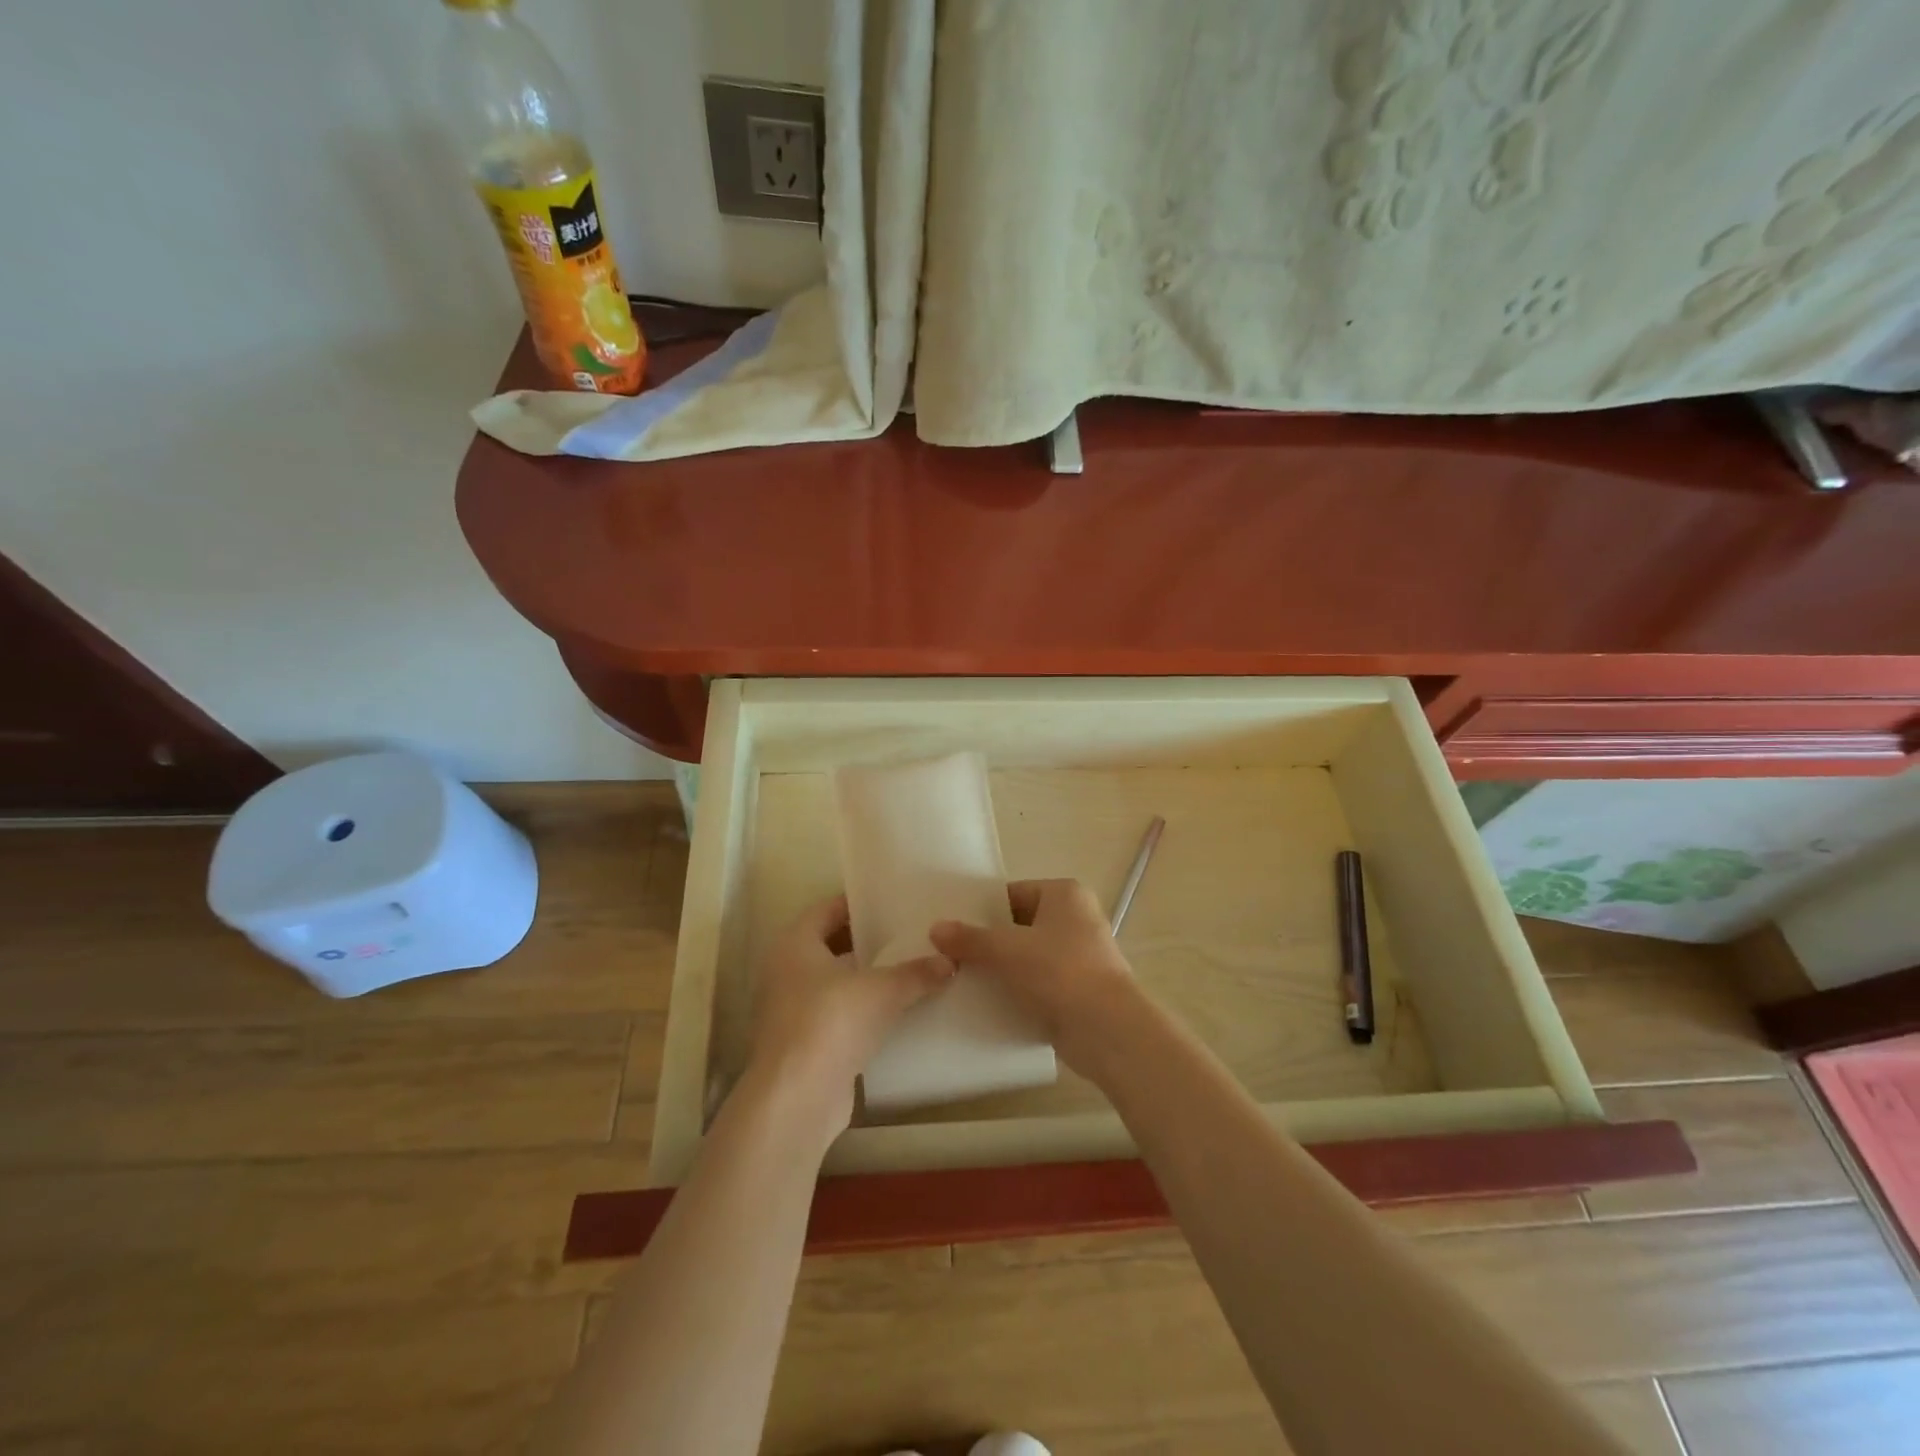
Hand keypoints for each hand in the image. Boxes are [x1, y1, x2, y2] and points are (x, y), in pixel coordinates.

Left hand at [745, 893, 954, 1136]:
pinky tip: (895, 1011)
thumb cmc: (831, 1022)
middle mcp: (786, 971)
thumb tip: (950, 961)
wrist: (797, 1099)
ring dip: (865, 978)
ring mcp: (791, 1010)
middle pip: (830, 945)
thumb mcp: (882, 991)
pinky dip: (862, 1010)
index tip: (891, 901)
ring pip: (834, 982)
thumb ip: (916, 973)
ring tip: (908, 969)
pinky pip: (837, 1014)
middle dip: (866, 941)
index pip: (827, 909)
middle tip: (907, 933)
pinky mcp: (804, 1043)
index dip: (858, 903)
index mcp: (794, 944)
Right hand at [931, 879, 1136, 1075]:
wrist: (1107, 1030)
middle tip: (950, 956)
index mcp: (1064, 894)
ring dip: (1002, 969)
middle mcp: (1077, 918)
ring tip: (962, 980)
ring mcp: (1081, 955)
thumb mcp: (1007, 950)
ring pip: (1028, 956)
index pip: (1012, 894)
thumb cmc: (1059, 972)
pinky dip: (1019, 991)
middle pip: (1019, 925)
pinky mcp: (1080, 989)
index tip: (952, 928)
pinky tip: (989, 1004)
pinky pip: (1040, 983)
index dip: (981, 911)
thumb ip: (970, 939)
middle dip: (989, 942)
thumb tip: (936, 928)